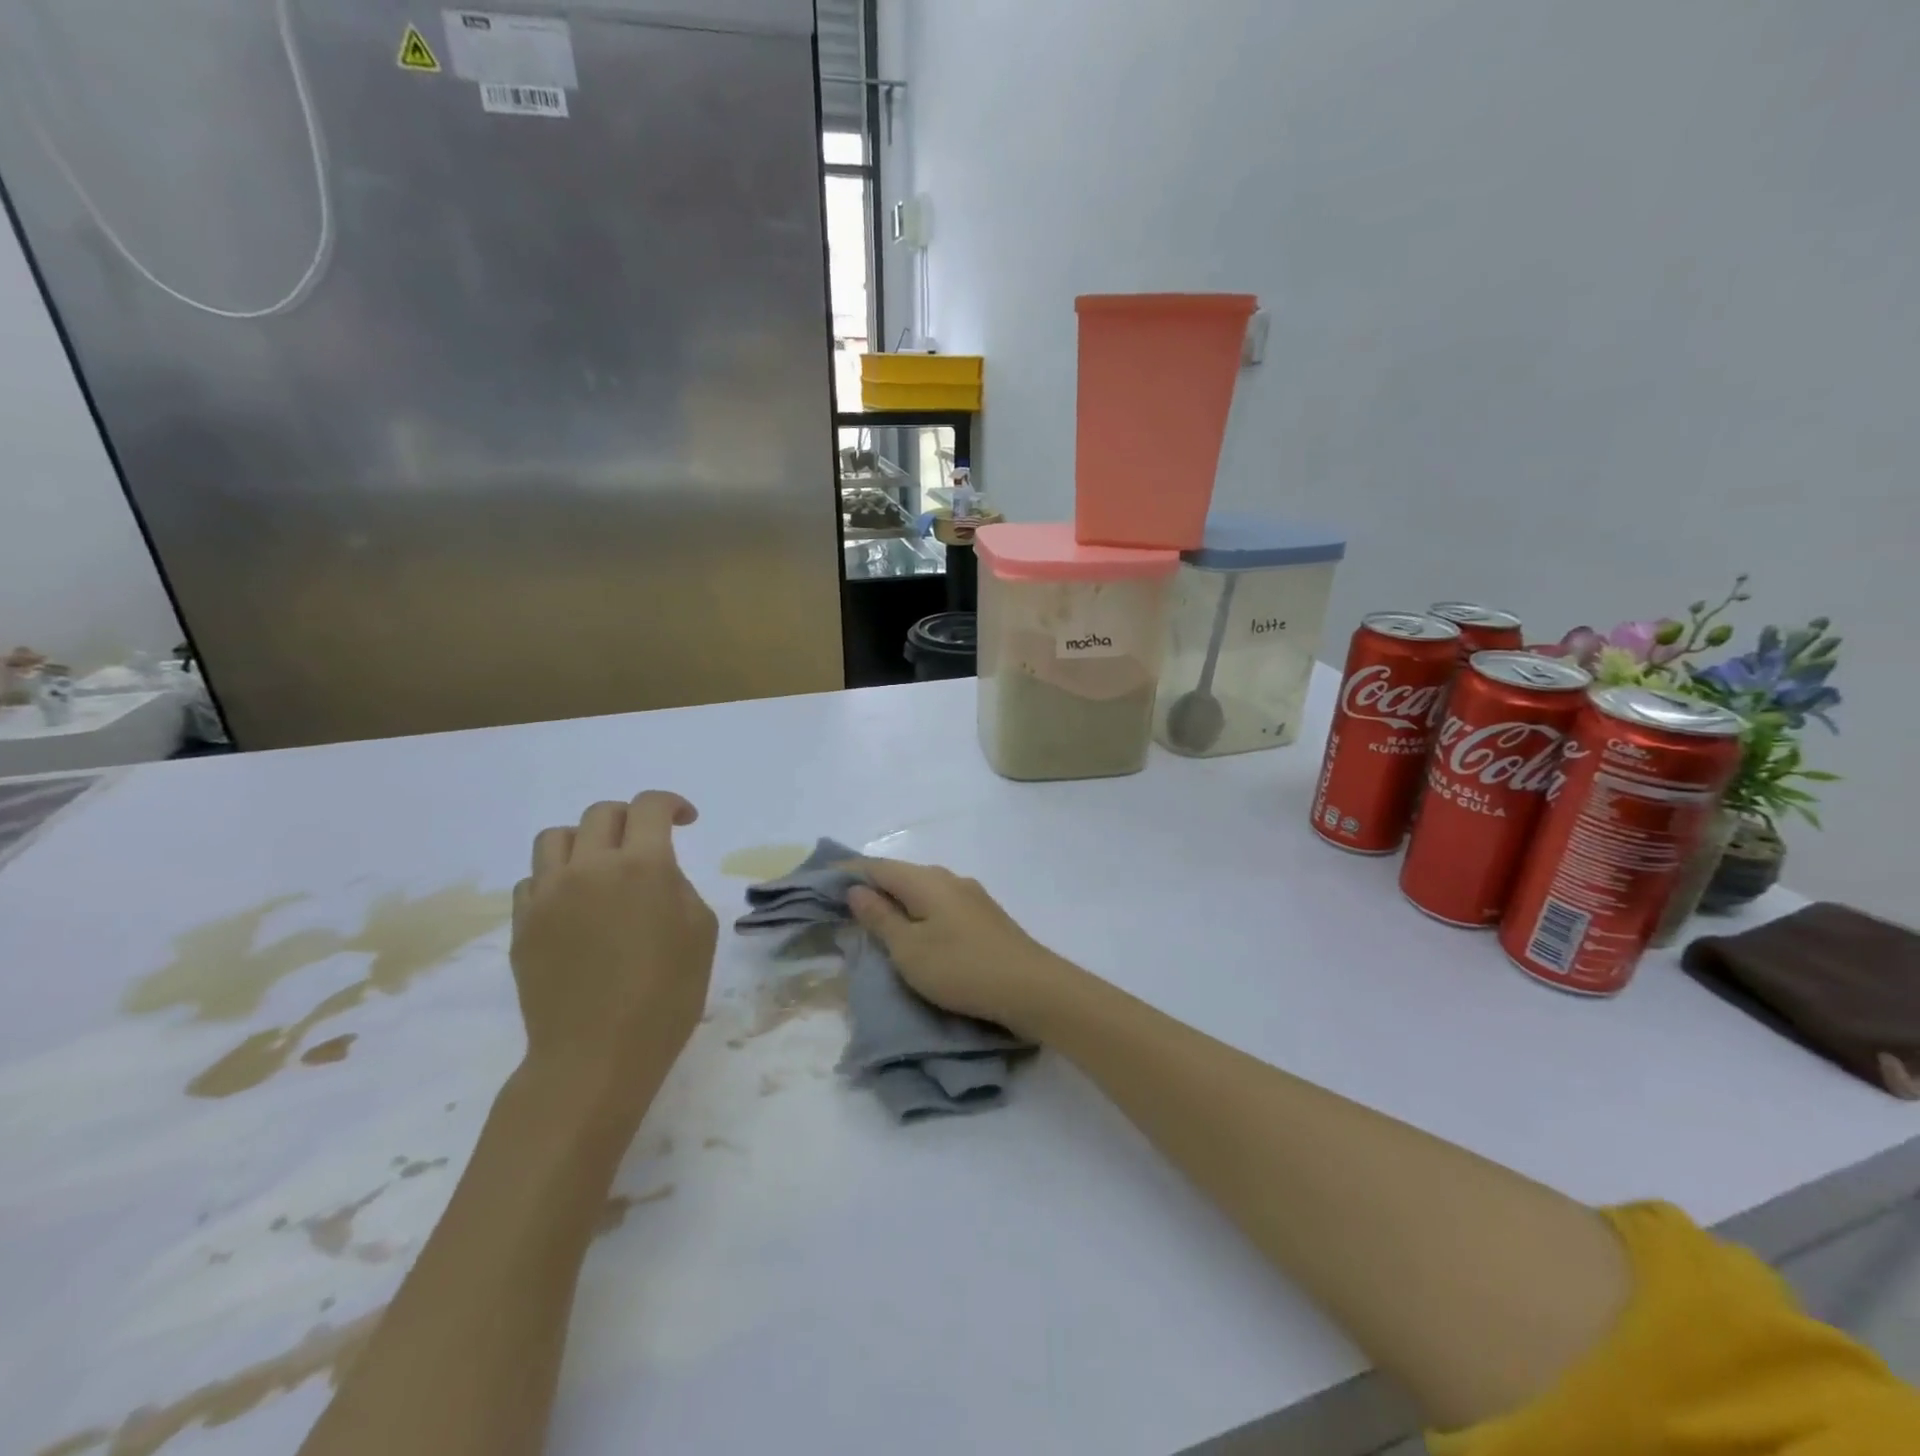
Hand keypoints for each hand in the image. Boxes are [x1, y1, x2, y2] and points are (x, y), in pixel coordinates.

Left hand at [510, 791, 718, 1113]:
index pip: (649, 806)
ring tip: (600, 867)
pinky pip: (533, 880)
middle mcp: (589, 867)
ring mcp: (548, 895)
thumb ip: (678, 887)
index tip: (685, 820)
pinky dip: (556, 879)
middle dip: (629, 818)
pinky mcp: (522, 925)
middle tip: (646, 843)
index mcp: (642, 866)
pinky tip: (574, 906)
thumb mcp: (700, 931)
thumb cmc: (666, 994)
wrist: (596, 1055)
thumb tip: (654, 876)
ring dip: (585, 841)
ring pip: (556, 838)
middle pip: (600, 814)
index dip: (671, 803)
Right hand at [846, 859, 1074, 1037]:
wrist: (1031, 987)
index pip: (878, 866)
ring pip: (924, 889)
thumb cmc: (961, 968)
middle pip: (902, 874)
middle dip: (874, 885)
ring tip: (878, 919)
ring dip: (899, 899)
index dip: (850, 870)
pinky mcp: (985, 916)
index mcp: (926, 881)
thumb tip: (856, 889)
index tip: (824, 878)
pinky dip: (920, 911)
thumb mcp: (909, 949)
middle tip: (845, 904)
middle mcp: (949, 878)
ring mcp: (972, 895)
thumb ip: (880, 917)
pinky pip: (941, 903)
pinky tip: (918, 929)